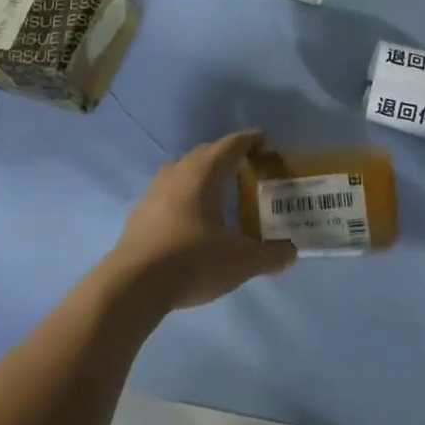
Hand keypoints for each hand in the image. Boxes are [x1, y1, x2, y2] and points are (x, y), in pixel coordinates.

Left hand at [102, 131, 296, 312]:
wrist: (133, 285)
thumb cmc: (193, 261)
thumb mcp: (241, 262)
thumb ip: (270, 256)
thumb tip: (291, 254)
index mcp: (204, 174)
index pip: (230, 146)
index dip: (248, 140)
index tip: (262, 138)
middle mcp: (177, 174)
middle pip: (204, 154)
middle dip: (224, 155)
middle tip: (243, 165)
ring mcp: (153, 192)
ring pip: (181, 171)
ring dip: (199, 173)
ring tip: (215, 189)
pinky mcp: (139, 214)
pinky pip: (166, 192)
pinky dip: (182, 195)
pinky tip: (188, 216)